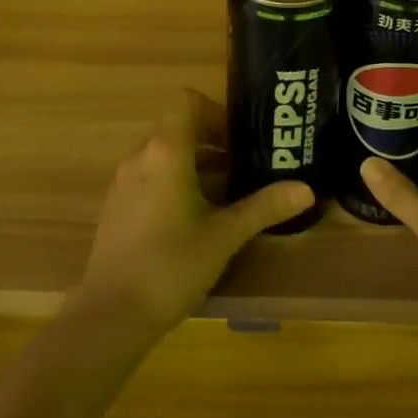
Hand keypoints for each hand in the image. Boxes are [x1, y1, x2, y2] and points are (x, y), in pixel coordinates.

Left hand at [74, 92, 313, 338]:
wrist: (111, 315)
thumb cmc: (172, 265)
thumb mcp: (224, 236)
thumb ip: (264, 207)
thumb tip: (306, 189)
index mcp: (166, 151)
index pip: (187, 102)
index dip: (214, 111)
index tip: (238, 138)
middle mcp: (140, 156)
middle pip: (176, 126)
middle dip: (210, 139)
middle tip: (241, 162)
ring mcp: (123, 181)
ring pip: (162, 151)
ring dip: (192, 160)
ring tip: (224, 190)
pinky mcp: (115, 205)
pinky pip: (148, 173)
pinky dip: (172, 178)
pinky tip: (193, 215)